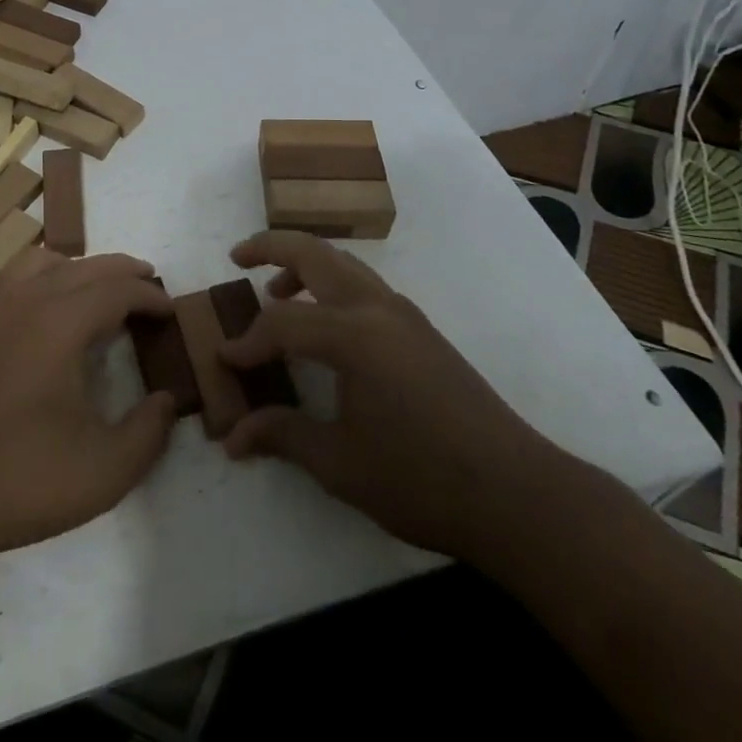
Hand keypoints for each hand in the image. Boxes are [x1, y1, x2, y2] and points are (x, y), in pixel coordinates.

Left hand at [0, 249, 177, 566]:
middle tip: (152, 290)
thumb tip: (166, 400)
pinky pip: (24, 280)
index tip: (172, 311)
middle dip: (124, 273)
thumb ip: (148, 433)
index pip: (116, 289)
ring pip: (51, 266)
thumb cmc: (20, 480)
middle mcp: (29, 302)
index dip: (149, 295)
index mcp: (61, 323)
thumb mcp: (104, 471)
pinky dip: (54, 279)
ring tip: (109, 293)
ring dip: (87, 270)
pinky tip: (58, 313)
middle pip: (87, 267)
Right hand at [220, 231, 568, 564]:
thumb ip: (284, 436)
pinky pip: (364, 285)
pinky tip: (326, 325)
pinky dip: (332, 284)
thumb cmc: (422, 479)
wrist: (518, 494)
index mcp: (353, 334)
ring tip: (276, 291)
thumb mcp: (342, 464)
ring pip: (344, 263)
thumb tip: (233, 437)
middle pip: (314, 253)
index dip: (247, 341)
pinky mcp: (421, 330)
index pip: (282, 323)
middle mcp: (377, 308)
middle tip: (238, 255)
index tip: (223, 362)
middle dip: (271, 247)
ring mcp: (404, 314)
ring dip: (305, 264)